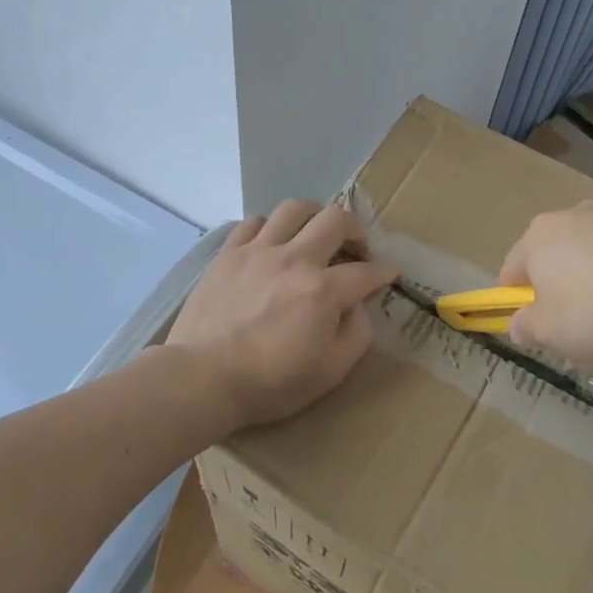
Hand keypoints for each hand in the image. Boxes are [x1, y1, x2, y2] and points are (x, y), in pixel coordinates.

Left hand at [166, 201, 399, 430]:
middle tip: (356, 247)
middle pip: (336, 219)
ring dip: (314, 217)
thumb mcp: (330, 371)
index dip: (384, 272)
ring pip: (295, 209)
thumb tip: (358, 305)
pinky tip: (272, 243)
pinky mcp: (229, 253)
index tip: (389, 273)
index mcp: (323, 291)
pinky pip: (255, 222)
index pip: (366, 271)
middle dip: (356, 229)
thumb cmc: (270, 383)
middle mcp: (295, 259)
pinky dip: (271, 227)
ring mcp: (258, 251)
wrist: (203, 378)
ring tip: (315, 234)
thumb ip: (356, 333)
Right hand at [499, 199, 592, 374]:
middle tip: (590, 340)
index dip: (519, 303)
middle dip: (572, 299)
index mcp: (541, 236)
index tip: (536, 331)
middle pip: (563, 262)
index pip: (514, 270)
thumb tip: (520, 323)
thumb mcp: (550, 335)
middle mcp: (578, 213)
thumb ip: (526, 328)